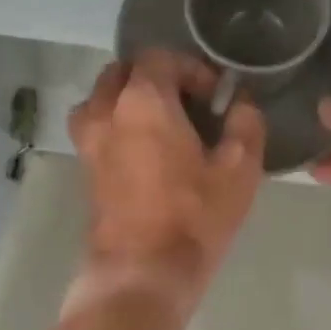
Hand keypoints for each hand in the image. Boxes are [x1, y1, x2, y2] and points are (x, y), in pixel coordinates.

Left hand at [67, 49, 265, 315]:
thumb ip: (245, 125)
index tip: (213, 96)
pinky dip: (117, 125)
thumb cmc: (194, 217)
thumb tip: (241, 104)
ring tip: (160, 125)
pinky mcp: (84, 171)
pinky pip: (96, 129)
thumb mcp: (239, 170)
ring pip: (101, 99)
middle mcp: (106, 112)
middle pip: (122, 72)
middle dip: (155, 77)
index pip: (159, 57)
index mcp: (143, 101)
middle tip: (187, 104)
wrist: (142, 272)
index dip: (190, 67)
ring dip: (128, 100)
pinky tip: (146, 153)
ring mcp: (89, 142)